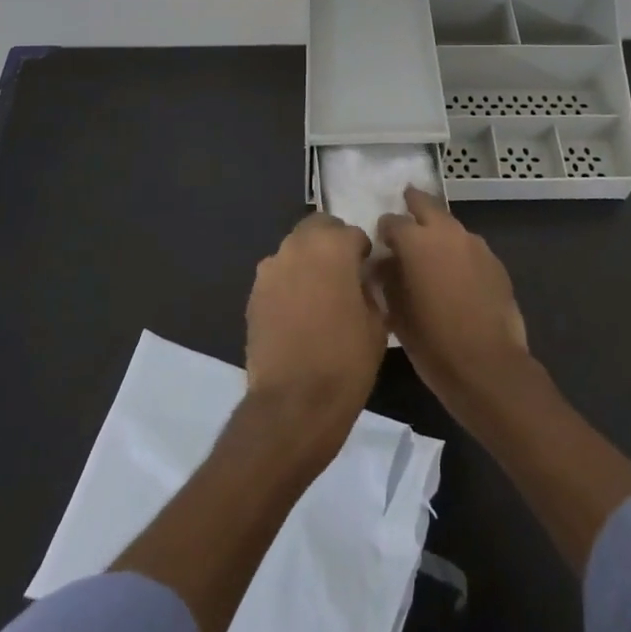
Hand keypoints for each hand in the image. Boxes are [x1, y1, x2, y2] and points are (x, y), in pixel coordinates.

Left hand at [244, 213, 387, 466]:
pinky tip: (298, 313)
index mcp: (333, 247)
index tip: (367, 273)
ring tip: (319, 294)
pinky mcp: (253, 293)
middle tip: (343, 273)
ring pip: (294, 249)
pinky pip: (277, 275)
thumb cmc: (345, 362)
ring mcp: (270, 269)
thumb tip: (363, 279)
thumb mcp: (377, 324)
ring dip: (308, 260)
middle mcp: (297, 247)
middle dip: (331, 242)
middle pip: (317, 228)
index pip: (353, 233)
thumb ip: (370, 289)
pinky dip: (289, 283)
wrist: (293, 404)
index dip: (363, 252)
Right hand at [377, 187, 530, 412]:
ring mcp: (475, 245)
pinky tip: (455, 276)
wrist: (489, 367)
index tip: (380, 243)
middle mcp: (447, 233)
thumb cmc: (433, 343)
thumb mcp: (396, 313)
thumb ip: (386, 279)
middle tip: (405, 209)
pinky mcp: (496, 263)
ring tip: (430, 253)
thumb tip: (383, 263)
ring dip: (438, 232)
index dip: (384, 231)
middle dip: (413, 205)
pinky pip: (470, 248)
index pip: (392, 221)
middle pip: (426, 205)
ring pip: (451, 226)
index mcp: (416, 241)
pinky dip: (458, 253)